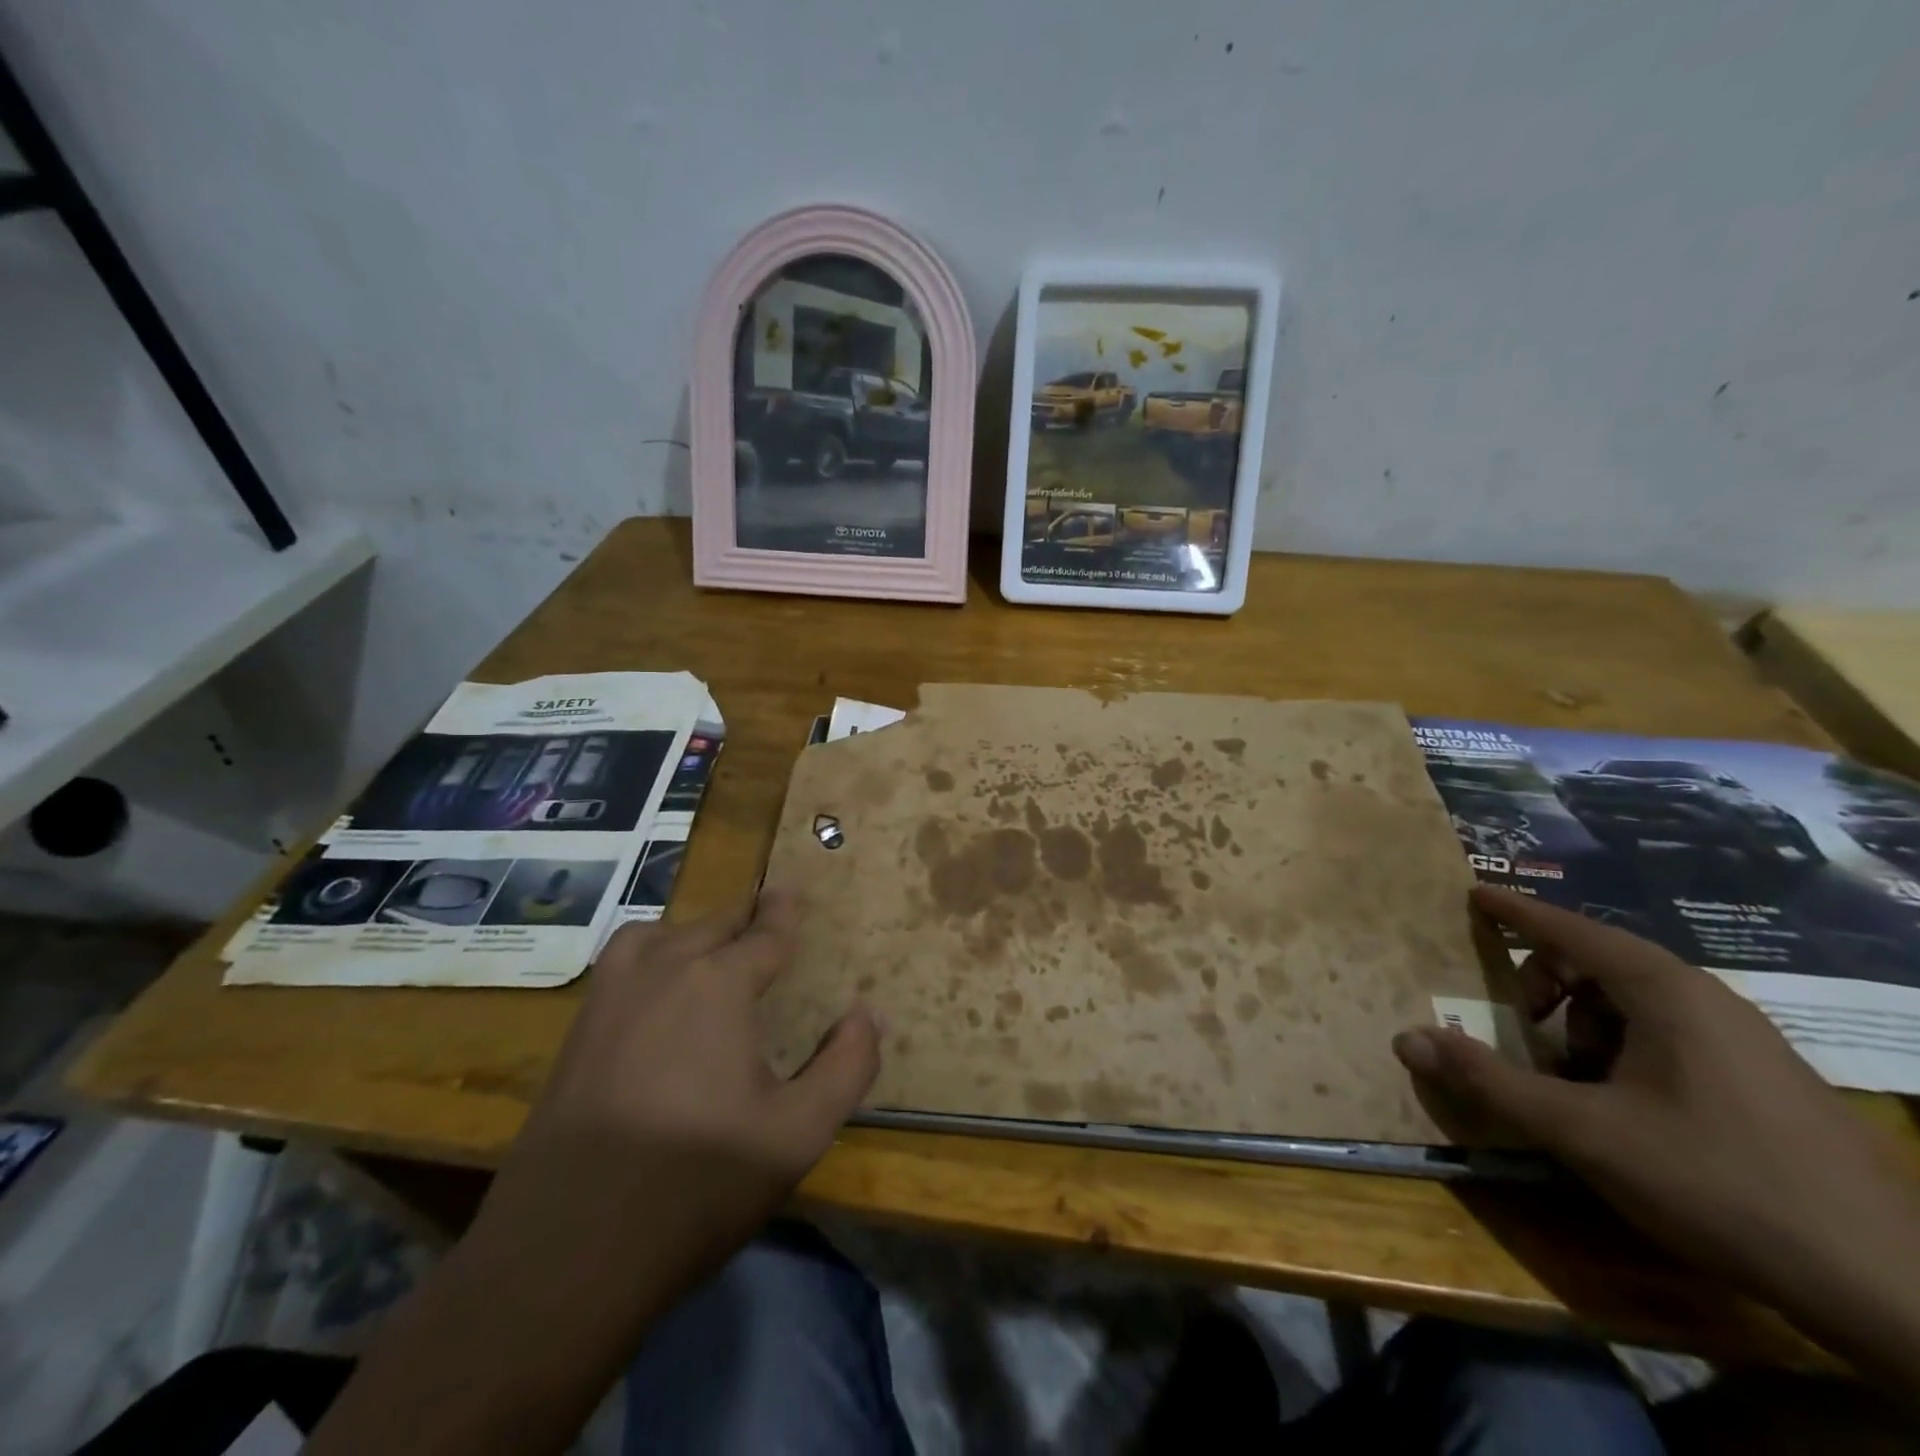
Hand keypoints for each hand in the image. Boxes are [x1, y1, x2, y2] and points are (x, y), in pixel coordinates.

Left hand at [474, 891, 881, 1307]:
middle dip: (744, 919)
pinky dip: (649, 956)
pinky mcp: (577, 1035)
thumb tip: (869, 1015)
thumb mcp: (798, 1133)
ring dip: (691, 932)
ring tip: (711, 950)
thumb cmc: (697, 1183)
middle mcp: (663, 972)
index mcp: (719, 984)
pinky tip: (656, 994)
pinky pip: (620, 966)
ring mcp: (610, 1000)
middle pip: (712, 926)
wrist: (565, 1253)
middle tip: (765, 923)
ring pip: (657, 936)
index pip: (764, 934)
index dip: (783, 913)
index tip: (792, 892)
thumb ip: (846, 1066)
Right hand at [1393, 885, 1919, 1386]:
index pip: (1571, 928)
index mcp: (1664, 992)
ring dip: (1584, 1028)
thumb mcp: (1583, 1132)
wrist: (1894, 1289)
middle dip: (1545, 988)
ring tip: (1572, 1085)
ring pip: (1635, 1005)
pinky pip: (1671, 1037)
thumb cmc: (1718, 1183)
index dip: (1516, 911)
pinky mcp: (1766, 1081)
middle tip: (1517, 1028)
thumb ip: (1489, 1081)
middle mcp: (1707, 1000)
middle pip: (1599, 964)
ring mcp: (1746, 1041)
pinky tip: (1625, 1110)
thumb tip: (1404, 1038)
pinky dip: (1624, 1052)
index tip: (1473, 893)